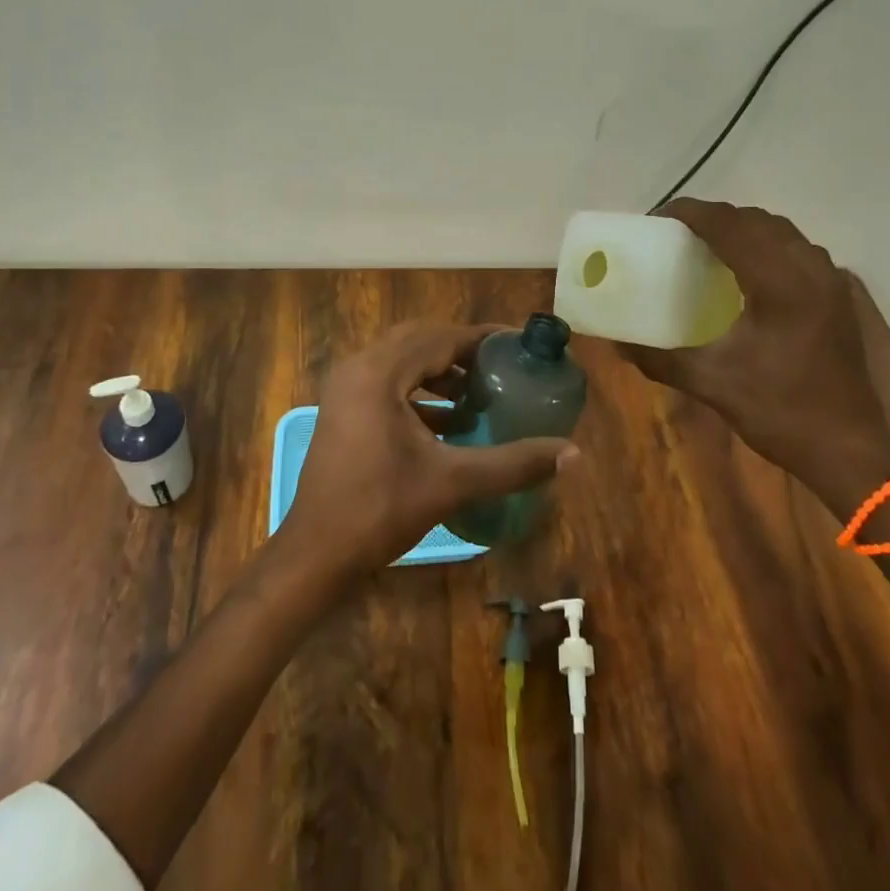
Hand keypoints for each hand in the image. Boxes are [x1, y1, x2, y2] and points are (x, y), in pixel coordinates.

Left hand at [279, 322, 576, 581]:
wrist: (316, 553)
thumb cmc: (380, 510)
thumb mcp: (452, 482)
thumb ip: (512, 463)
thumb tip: (572, 454)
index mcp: (379, 372)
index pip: (440, 337)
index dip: (481, 338)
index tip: (518, 344)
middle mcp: (358, 367)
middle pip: (419, 340)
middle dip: (461, 351)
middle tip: (501, 366)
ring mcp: (346, 388)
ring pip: (401, 361)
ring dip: (440, 371)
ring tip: (480, 393)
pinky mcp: (343, 409)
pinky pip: (387, 382)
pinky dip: (419, 391)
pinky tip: (450, 421)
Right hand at [621, 200, 889, 501]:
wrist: (851, 451)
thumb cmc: (781, 412)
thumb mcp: (712, 384)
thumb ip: (660, 359)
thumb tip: (616, 343)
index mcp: (779, 283)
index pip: (730, 226)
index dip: (692, 213)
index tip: (658, 217)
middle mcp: (809, 270)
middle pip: (756, 221)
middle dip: (715, 217)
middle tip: (678, 233)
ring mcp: (830, 282)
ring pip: (782, 232)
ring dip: (743, 228)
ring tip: (709, 245)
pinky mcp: (838, 298)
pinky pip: (798, 250)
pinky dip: (767, 245)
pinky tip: (748, 271)